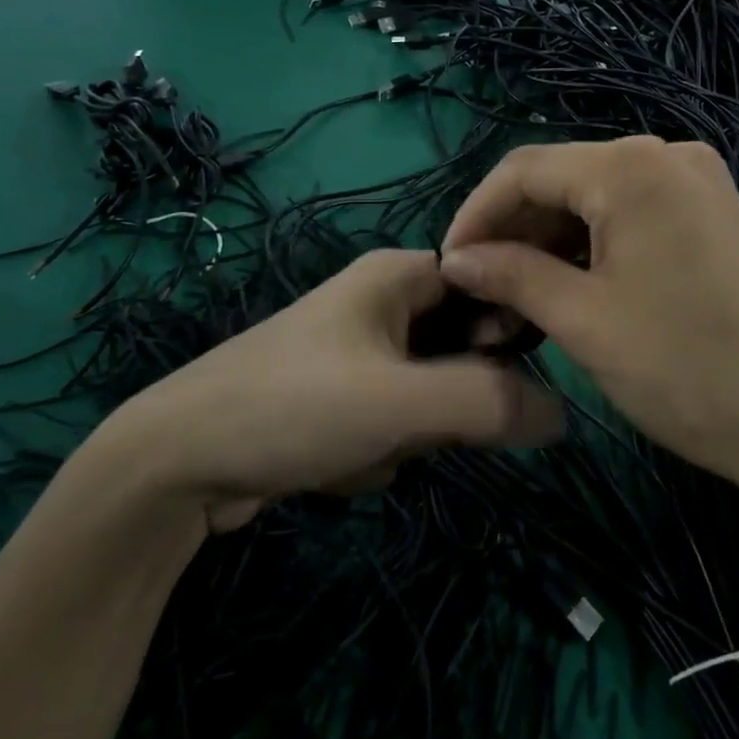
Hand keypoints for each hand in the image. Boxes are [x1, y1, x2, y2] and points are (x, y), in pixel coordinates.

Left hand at [106, 249, 563, 530]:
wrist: (174, 464)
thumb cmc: (293, 408)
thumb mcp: (401, 401)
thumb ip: (490, 401)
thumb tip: (564, 413)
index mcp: (397, 275)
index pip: (488, 280)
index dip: (507, 325)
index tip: (503, 376)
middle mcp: (380, 302)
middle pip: (462, 344)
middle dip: (446, 398)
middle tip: (418, 423)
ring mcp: (357, 353)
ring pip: (430, 392)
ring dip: (410, 432)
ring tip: (361, 446)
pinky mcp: (339, 399)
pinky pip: (393, 421)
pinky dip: (379, 448)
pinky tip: (334, 464)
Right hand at [438, 138, 738, 502]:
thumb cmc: (687, 368)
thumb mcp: (584, 321)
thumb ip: (511, 276)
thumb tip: (456, 260)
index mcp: (631, 167)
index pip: (524, 170)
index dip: (475, 215)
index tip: (446, 267)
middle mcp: (666, 155)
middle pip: (561, 181)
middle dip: (513, 234)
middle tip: (481, 295)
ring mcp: (697, 183)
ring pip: (595, 201)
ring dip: (549, 244)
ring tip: (517, 302)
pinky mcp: (714, 214)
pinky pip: (632, 215)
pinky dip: (592, 248)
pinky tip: (568, 289)